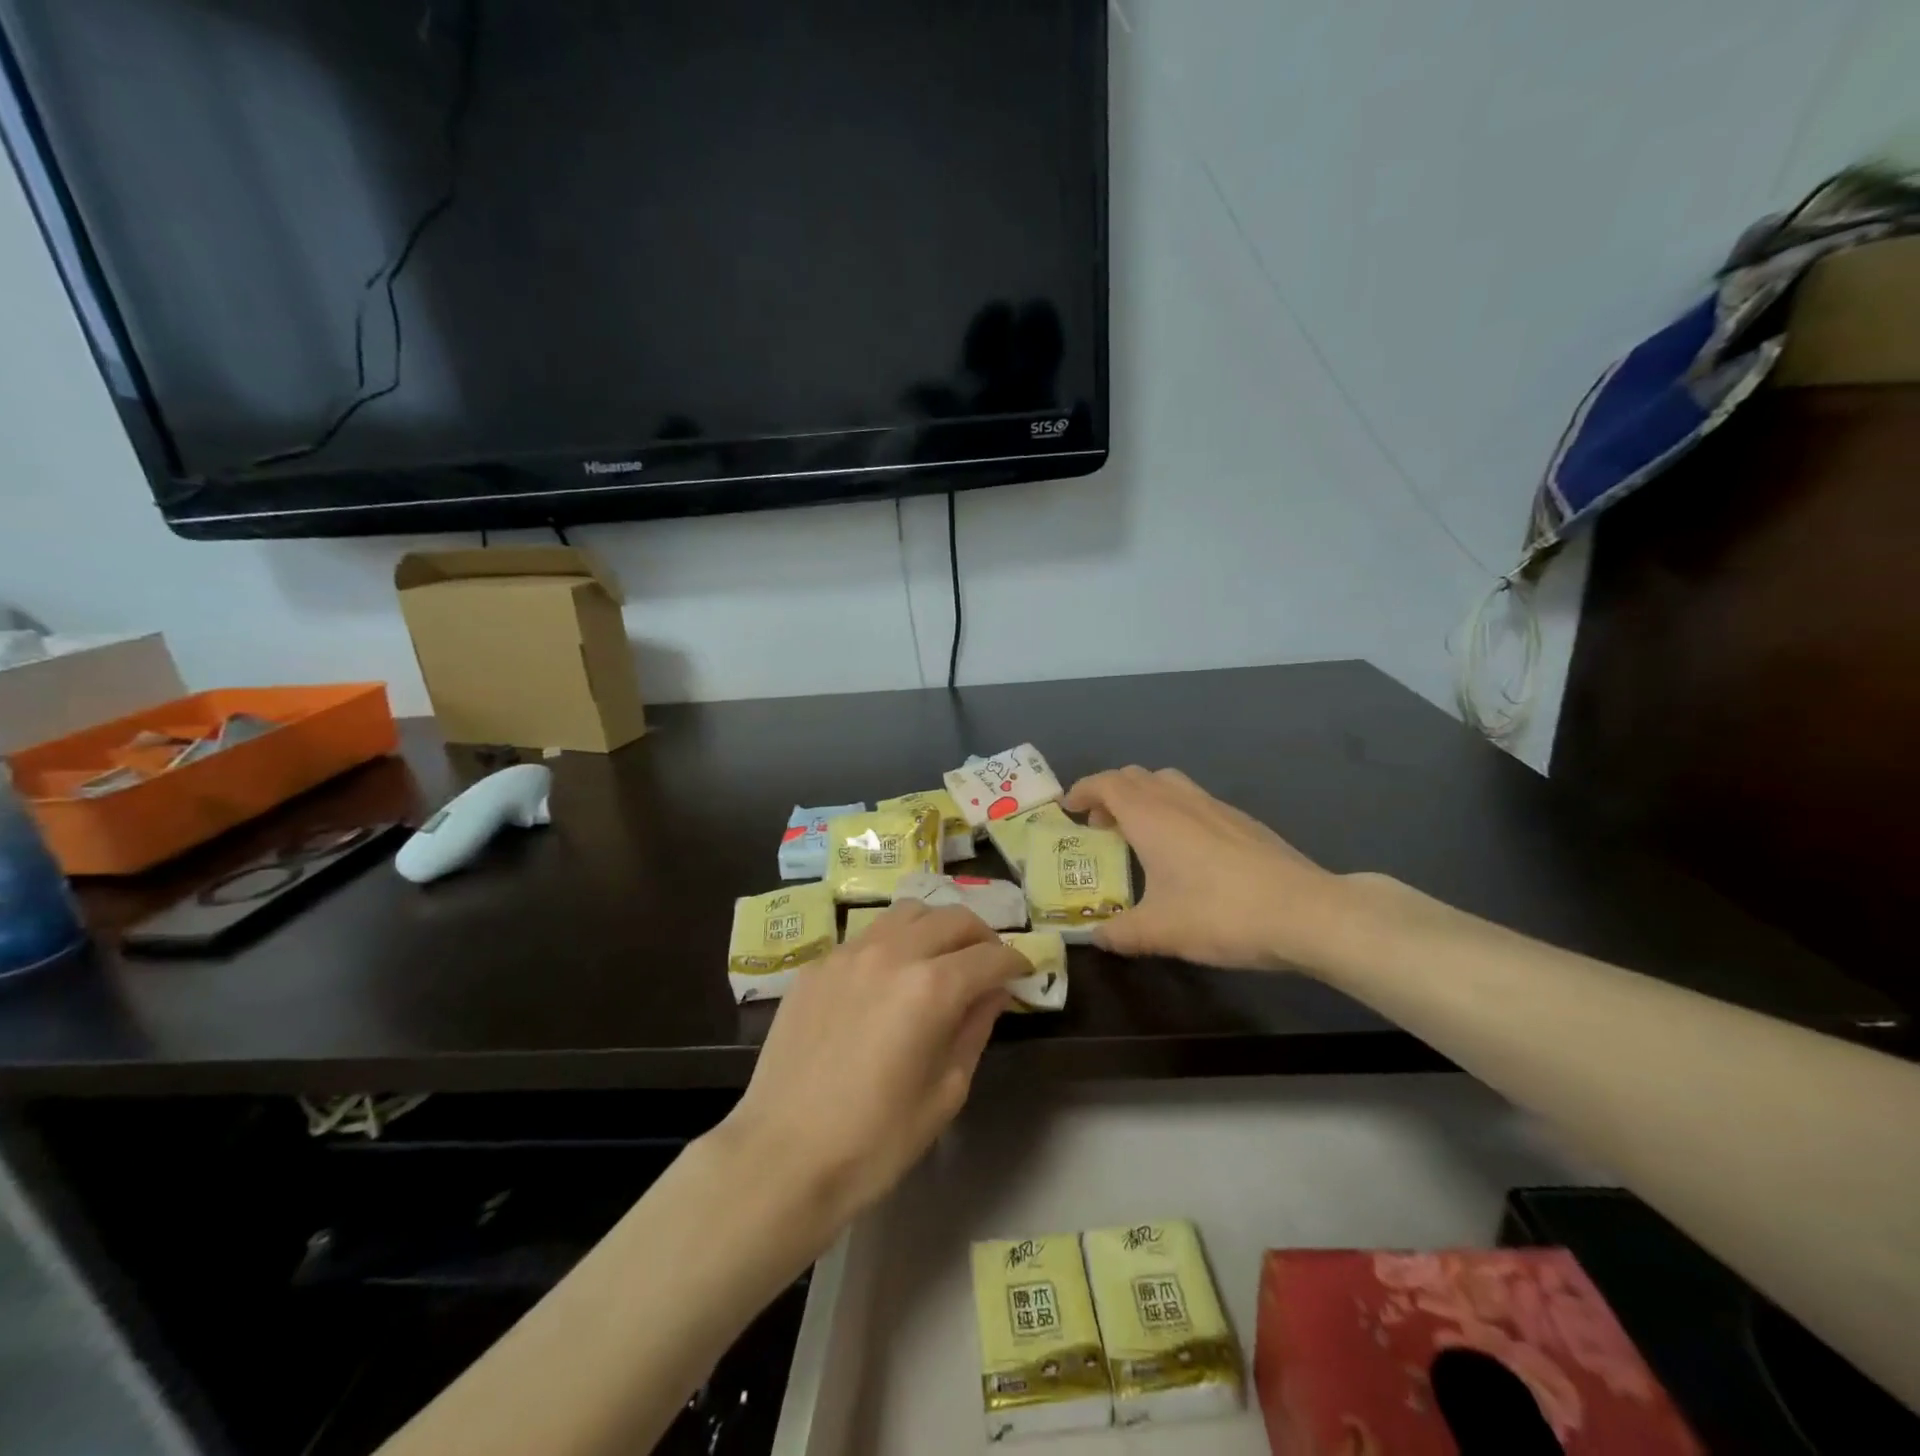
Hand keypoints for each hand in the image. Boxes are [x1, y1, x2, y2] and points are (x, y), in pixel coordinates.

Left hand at [720, 902, 1026, 1224]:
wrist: (782, 1157)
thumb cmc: (875, 1140)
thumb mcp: (945, 1092)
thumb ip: (974, 1030)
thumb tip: (993, 993)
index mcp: (931, 988)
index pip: (989, 956)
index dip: (1015, 962)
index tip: (1024, 972)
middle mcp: (892, 953)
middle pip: (952, 918)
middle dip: (981, 935)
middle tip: (989, 962)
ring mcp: (848, 953)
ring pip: (907, 913)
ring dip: (936, 926)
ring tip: (941, 956)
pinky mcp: (817, 965)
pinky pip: (867, 936)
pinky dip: (893, 943)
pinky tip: (889, 977)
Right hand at [1064, 766, 1352, 970]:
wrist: (1306, 912)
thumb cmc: (1221, 914)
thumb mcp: (1159, 931)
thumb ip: (1119, 933)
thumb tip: (1096, 937)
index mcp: (1152, 816)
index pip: (1107, 784)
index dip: (1083, 791)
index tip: (1068, 809)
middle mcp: (1180, 800)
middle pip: (1135, 777)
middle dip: (1109, 794)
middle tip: (1099, 827)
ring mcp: (1215, 806)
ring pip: (1167, 783)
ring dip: (1143, 798)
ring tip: (1139, 835)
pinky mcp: (1242, 821)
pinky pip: (1193, 800)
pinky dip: (1173, 811)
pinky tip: (1184, 851)